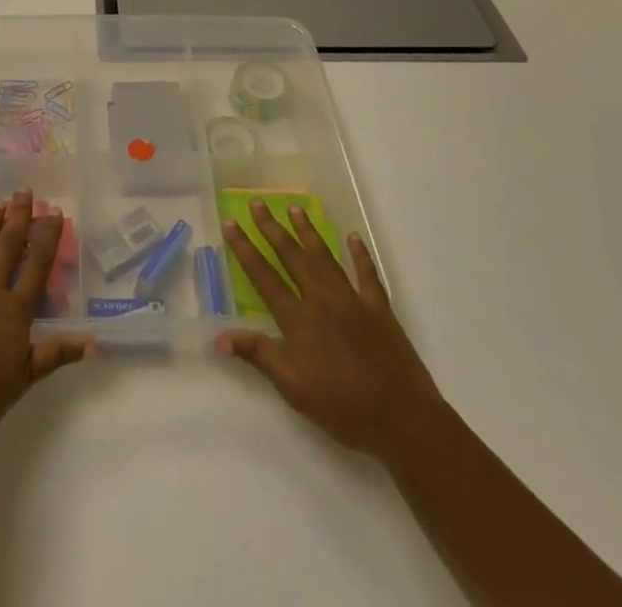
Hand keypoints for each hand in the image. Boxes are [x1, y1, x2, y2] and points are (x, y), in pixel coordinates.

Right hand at [216, 198, 439, 459]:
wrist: (401, 417)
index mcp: (298, 318)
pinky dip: (360, 253)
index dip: (245, 249)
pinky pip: (367, 273)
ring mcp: (352, 299)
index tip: (231, 223)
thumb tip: (220, 336)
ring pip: (324, 256)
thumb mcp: (292, 388)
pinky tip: (353, 237)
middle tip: (258, 203)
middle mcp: (321, 298)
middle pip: (292, 256)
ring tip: (294, 208)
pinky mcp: (378, 307)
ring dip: (307, 231)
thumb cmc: (342, 407)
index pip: (263, 276)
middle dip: (272, 229)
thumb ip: (258, 355)